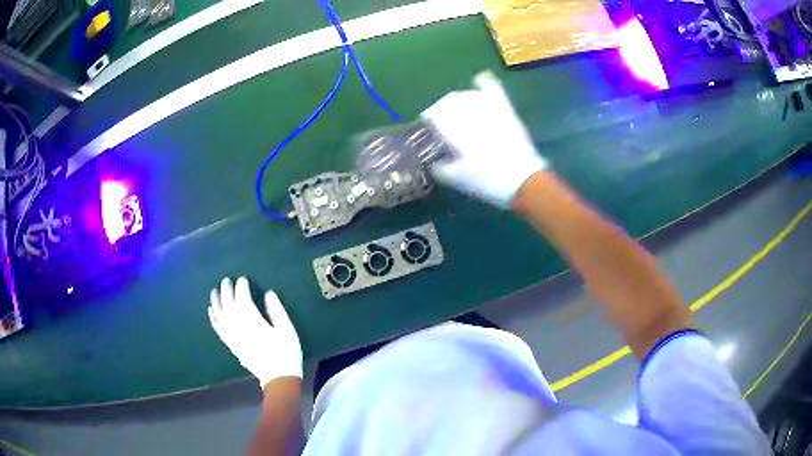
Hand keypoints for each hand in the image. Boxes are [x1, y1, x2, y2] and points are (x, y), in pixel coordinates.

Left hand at [208, 277, 302, 387]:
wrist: (278, 378)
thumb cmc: (286, 353)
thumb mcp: (287, 330)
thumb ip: (277, 310)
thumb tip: (268, 293)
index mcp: (253, 321)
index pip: (242, 298)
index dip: (241, 286)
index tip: (243, 279)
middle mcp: (238, 326)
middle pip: (228, 303)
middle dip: (226, 290)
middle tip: (226, 280)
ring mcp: (232, 336)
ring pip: (220, 315)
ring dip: (216, 301)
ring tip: (214, 291)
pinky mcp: (231, 345)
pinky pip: (218, 328)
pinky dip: (213, 318)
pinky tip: (211, 311)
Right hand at [422, 71, 547, 207]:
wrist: (523, 180)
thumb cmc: (487, 181)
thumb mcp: (457, 180)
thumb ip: (439, 168)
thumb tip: (433, 162)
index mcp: (455, 131)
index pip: (434, 114)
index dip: (428, 119)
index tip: (428, 127)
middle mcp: (469, 115)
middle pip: (448, 102)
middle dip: (441, 110)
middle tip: (442, 122)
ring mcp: (489, 110)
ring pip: (466, 95)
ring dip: (458, 101)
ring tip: (458, 111)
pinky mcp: (505, 110)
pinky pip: (493, 89)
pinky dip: (484, 82)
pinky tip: (478, 79)